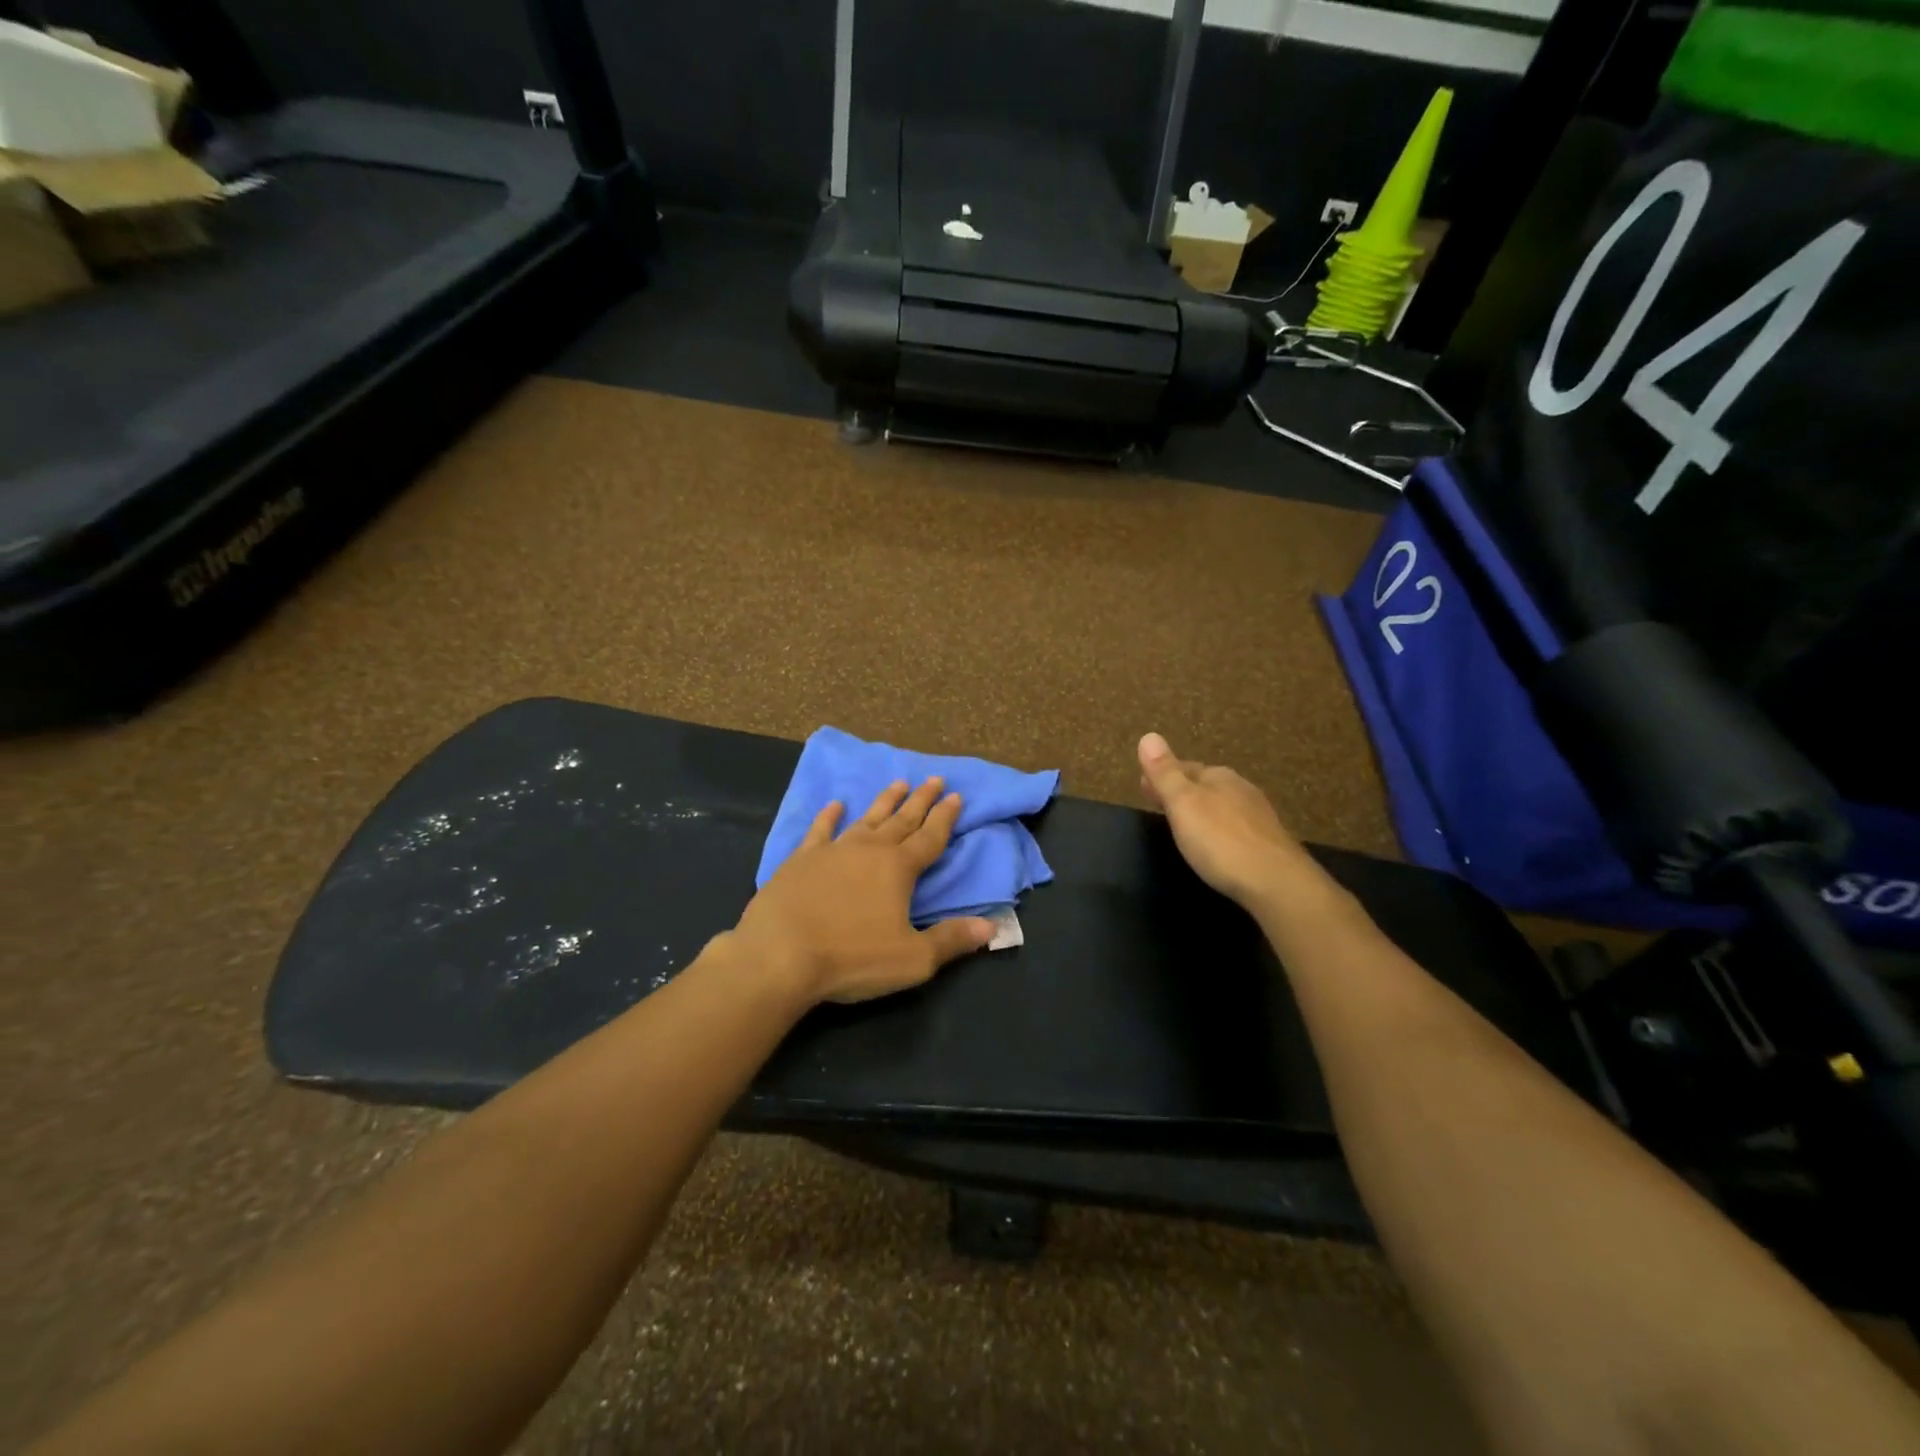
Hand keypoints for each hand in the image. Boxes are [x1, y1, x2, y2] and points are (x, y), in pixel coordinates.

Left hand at [731, 777, 995, 1006]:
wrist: (780, 955)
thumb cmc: (852, 957)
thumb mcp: (912, 959)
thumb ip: (951, 940)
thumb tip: (991, 928)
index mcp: (898, 868)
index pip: (930, 837)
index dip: (946, 818)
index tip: (957, 795)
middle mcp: (869, 849)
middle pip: (902, 820)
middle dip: (921, 800)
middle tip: (934, 778)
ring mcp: (833, 851)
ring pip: (865, 818)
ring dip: (883, 801)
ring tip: (897, 782)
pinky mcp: (800, 860)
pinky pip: (820, 830)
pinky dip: (828, 816)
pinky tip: (834, 804)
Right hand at [1138, 732, 1302, 908]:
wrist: (1276, 882)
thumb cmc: (1221, 841)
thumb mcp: (1183, 804)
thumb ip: (1165, 773)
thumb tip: (1149, 736)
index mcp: (1218, 777)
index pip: (1183, 767)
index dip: (1161, 776)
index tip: (1143, 787)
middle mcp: (1241, 789)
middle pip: (1203, 785)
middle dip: (1182, 792)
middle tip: (1159, 804)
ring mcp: (1258, 816)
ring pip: (1221, 805)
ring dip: (1201, 811)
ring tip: (1184, 825)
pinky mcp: (1268, 842)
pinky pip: (1235, 827)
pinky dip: (1219, 829)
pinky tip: (1215, 844)